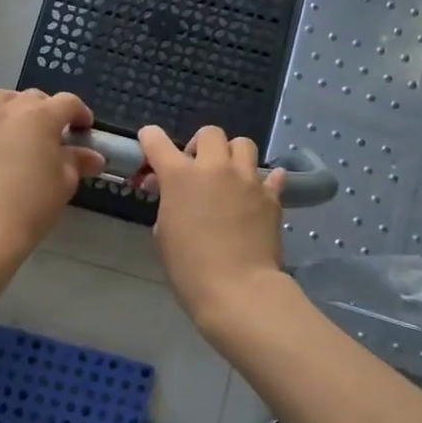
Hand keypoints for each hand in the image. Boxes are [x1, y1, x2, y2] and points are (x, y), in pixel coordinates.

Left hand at [0, 89, 104, 265]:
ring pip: (0, 99)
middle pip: (33, 97)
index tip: (85, 130)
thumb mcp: (65, 183)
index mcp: (41, 116)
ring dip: (15, 106)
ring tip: (21, 127)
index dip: (81, 113)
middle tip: (55, 133)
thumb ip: (77, 162)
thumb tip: (93, 157)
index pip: (68, 103)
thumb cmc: (33, 204)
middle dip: (48, 109)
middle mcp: (10, 110)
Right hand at [136, 124, 287, 324]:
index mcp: (180, 176)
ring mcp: (247, 179)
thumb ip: (167, 203)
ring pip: (243, 144)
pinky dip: (264, 180)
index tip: (149, 142)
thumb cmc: (189, 267)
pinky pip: (271, 175)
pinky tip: (258, 192)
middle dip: (200, 145)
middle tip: (197, 167)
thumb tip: (170, 190)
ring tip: (229, 175)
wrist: (238, 289)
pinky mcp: (271, 195)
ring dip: (232, 154)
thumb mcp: (164, 233)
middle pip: (209, 133)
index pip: (157, 141)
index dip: (150, 138)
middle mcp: (215, 167)